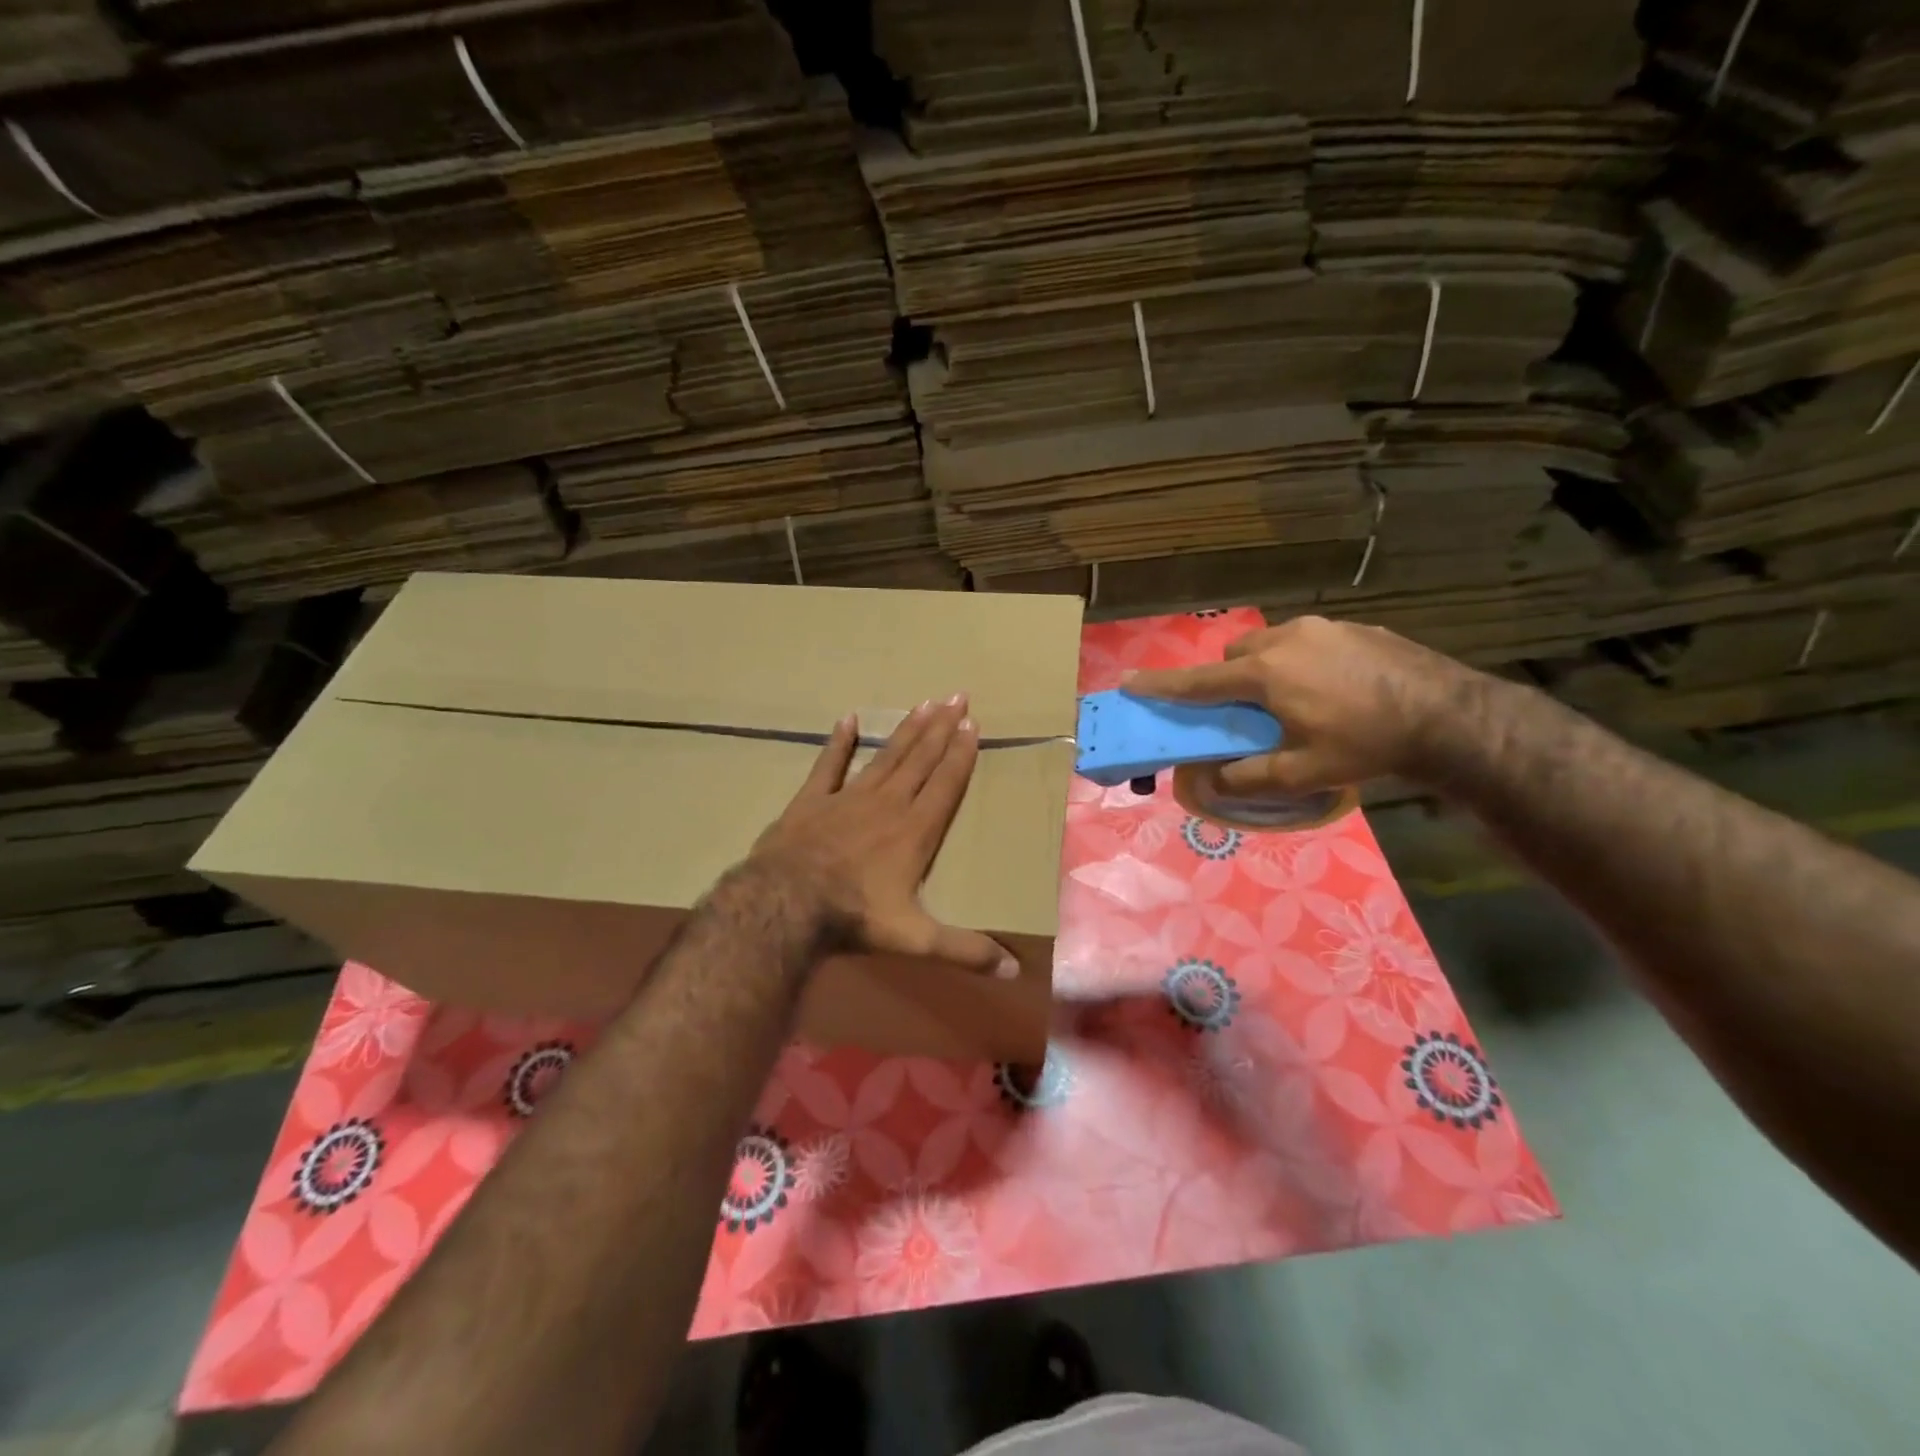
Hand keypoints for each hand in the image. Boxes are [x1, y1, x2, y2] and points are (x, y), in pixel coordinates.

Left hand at [747, 696, 1018, 978]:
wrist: (786, 904)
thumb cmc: (855, 917)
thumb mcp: (916, 939)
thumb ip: (965, 951)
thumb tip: (1015, 972)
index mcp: (915, 830)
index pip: (945, 784)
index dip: (961, 754)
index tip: (973, 725)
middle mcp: (888, 805)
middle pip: (921, 759)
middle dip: (942, 728)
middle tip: (958, 696)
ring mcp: (848, 798)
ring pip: (886, 756)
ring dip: (907, 730)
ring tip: (925, 703)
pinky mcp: (812, 800)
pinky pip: (829, 764)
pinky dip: (839, 741)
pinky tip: (849, 718)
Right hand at [1124, 616, 1481, 795]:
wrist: (1450, 717)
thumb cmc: (1366, 746)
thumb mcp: (1301, 773)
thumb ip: (1248, 777)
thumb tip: (1209, 781)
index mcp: (1265, 674)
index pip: (1199, 681)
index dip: (1161, 685)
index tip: (1129, 682)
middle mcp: (1286, 640)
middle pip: (1236, 654)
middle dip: (1230, 677)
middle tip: (1248, 709)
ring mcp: (1324, 628)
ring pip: (1273, 642)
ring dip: (1267, 666)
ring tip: (1296, 698)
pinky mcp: (1356, 627)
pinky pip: (1310, 640)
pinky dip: (1304, 660)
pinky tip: (1336, 688)